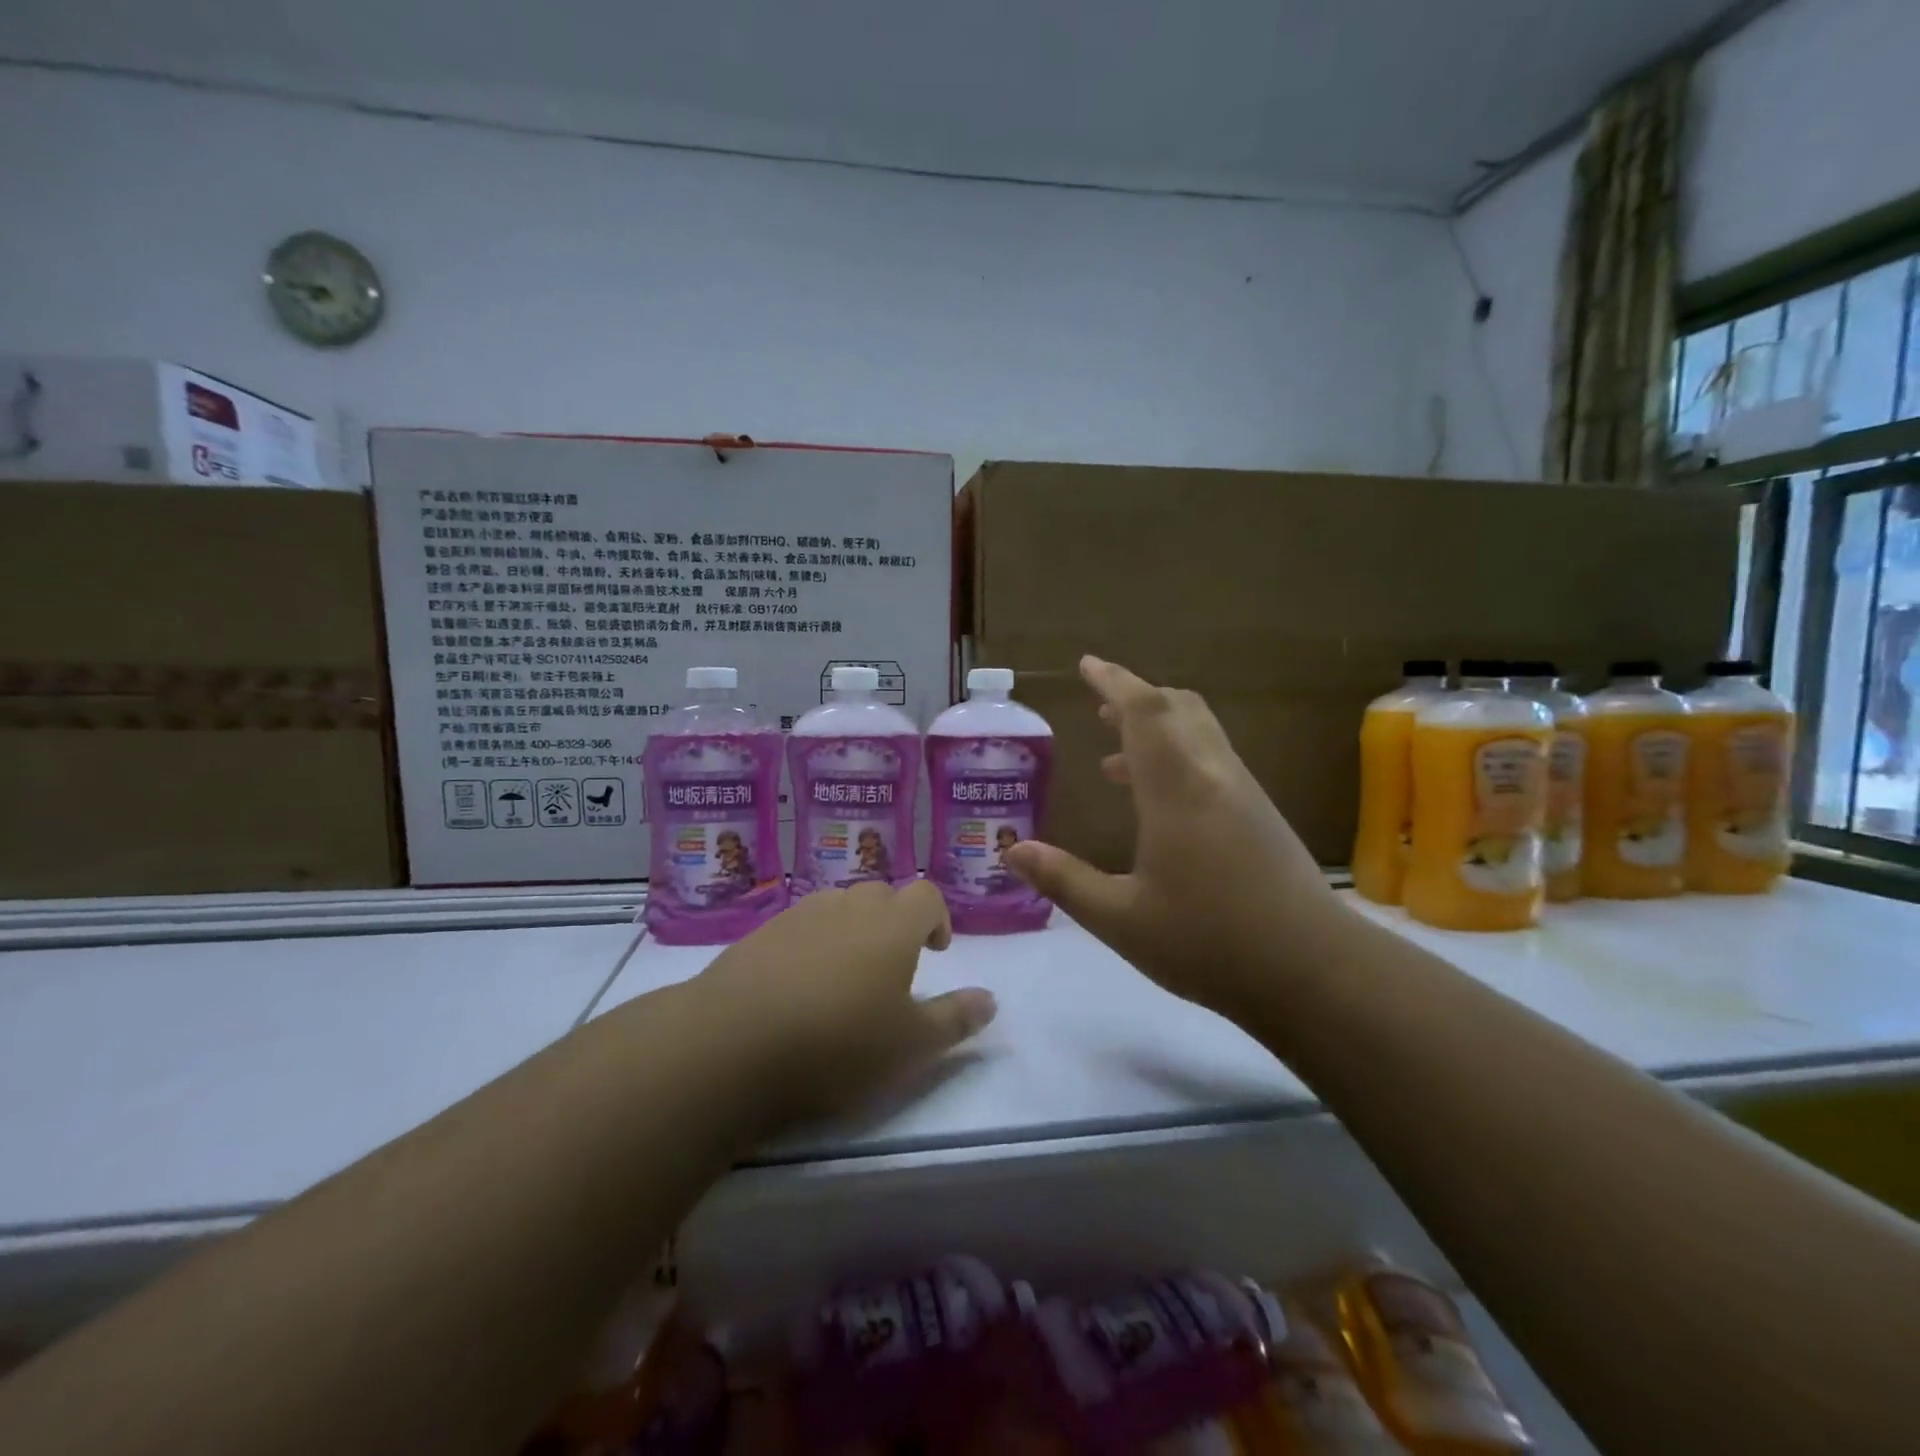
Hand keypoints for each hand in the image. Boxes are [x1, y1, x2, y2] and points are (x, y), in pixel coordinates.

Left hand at [694, 880, 995, 1131]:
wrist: (733, 1041)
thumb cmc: (838, 1042)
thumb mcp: (911, 1046)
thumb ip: (956, 1019)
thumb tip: (990, 999)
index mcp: (893, 924)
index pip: (927, 896)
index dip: (938, 918)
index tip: (936, 950)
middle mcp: (849, 905)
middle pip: (882, 895)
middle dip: (895, 922)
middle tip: (893, 966)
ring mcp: (800, 914)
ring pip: (839, 907)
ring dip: (852, 930)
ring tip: (845, 977)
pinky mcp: (761, 932)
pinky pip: (800, 926)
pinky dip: (811, 944)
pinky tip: (799, 986)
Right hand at [1004, 656, 1335, 1024]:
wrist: (1315, 972)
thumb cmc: (1208, 942)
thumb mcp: (1121, 919)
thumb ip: (1064, 880)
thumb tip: (1012, 851)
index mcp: (1177, 790)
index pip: (1144, 712)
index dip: (1113, 682)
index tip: (1086, 664)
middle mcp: (1213, 776)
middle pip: (1178, 708)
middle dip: (1136, 697)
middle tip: (1099, 706)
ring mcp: (1243, 793)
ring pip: (1200, 732)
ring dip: (1158, 729)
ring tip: (1115, 757)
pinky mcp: (1261, 816)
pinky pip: (1212, 761)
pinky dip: (1178, 757)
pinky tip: (1158, 804)